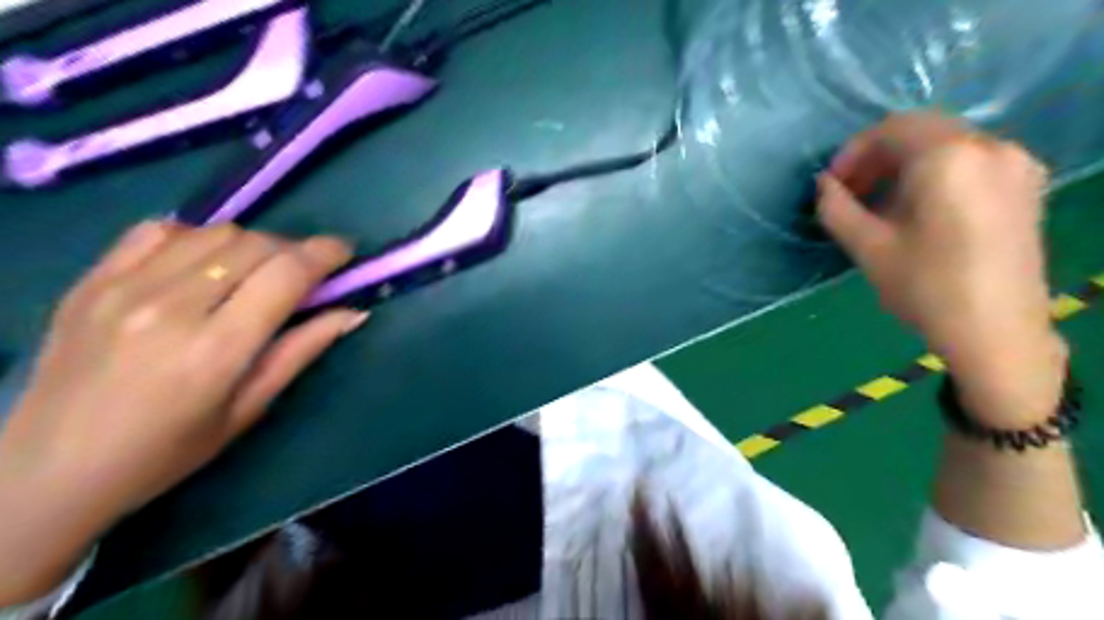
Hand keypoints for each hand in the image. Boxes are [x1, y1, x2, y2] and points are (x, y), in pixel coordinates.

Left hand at [0, 219, 368, 602]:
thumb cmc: (166, 451)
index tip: (344, 253)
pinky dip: (196, 236)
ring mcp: (123, 287)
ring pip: (214, 232)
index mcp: (217, 348)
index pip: (286, 274)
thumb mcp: (248, 409)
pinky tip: (203, 263)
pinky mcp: (91, 280)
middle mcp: (172, 306)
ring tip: (255, 271)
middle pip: (255, 245)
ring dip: (251, 244)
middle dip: (294, 250)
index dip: (325, 254)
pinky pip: (158, 230)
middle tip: (304, 272)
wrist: (45, 470)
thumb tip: (354, 313)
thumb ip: (302, 351)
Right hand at [817, 115, 1059, 425]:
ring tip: (879, 204)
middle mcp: (990, 146)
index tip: (832, 184)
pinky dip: (934, 173)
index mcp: (949, 158)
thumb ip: (836, 208)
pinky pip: (969, 160)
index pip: (891, 129)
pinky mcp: (1025, 184)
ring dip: (904, 165)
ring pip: (945, 144)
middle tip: (850, 192)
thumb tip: (823, 184)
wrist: (996, 331)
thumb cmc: (925, 288)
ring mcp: (1015, 163)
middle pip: (921, 131)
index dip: (852, 152)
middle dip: (877, 157)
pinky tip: (916, 207)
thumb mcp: (867, 247)